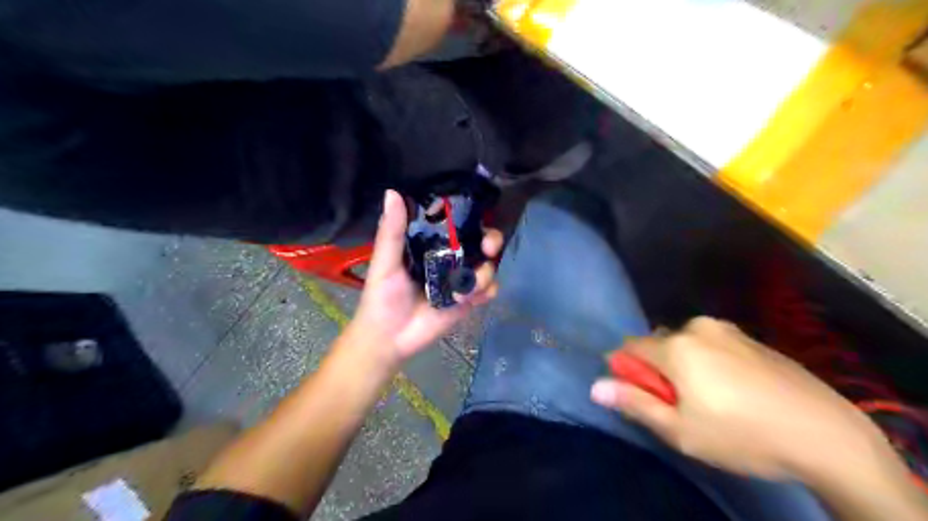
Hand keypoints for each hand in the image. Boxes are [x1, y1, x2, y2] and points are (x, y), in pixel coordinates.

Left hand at [345, 186, 503, 366]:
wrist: (389, 338)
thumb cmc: (382, 297)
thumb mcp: (385, 262)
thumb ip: (392, 231)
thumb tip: (392, 192)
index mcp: (430, 243)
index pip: (456, 223)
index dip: (470, 216)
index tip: (477, 215)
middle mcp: (449, 257)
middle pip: (481, 241)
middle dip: (491, 241)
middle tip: (488, 248)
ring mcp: (460, 279)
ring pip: (488, 266)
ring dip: (484, 274)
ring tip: (463, 292)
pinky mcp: (468, 300)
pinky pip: (489, 290)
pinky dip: (486, 292)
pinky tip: (469, 300)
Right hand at [590, 315, 886, 481]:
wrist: (826, 433)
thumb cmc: (742, 434)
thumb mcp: (680, 430)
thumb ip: (634, 403)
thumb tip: (595, 387)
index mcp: (675, 346)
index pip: (629, 346)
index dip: (627, 369)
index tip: (643, 394)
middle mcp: (697, 327)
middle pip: (658, 343)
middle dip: (658, 367)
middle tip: (681, 403)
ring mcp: (728, 330)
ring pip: (686, 343)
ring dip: (684, 363)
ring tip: (710, 398)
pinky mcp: (751, 337)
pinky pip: (713, 344)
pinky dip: (709, 361)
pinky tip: (734, 390)